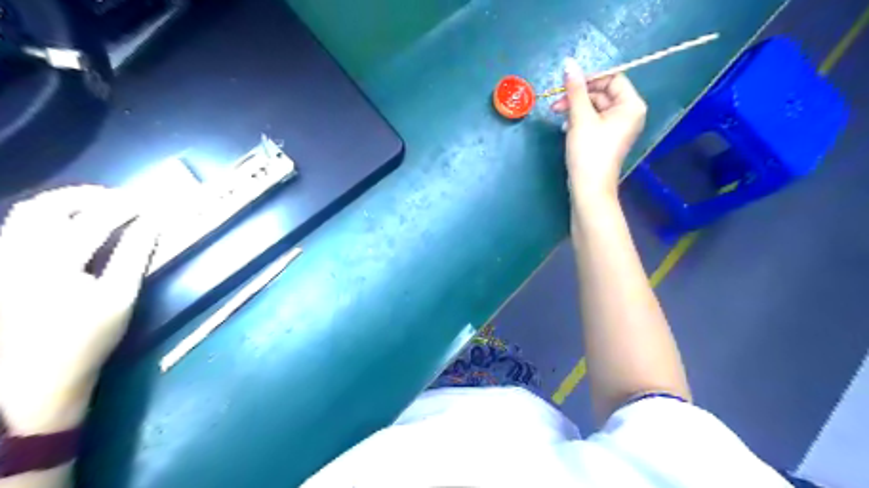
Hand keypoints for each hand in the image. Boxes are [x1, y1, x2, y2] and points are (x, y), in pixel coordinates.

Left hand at [0, 187, 156, 433]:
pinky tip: (70, 226)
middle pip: (49, 205)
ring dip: (65, 202)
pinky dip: (48, 217)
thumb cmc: (86, 340)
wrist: (32, 379)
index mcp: (55, 264)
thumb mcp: (121, 298)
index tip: (148, 204)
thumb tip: (152, 223)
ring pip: (26, 212)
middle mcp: (19, 254)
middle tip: (120, 199)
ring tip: (97, 207)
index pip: (95, 219)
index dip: (125, 206)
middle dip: (88, 195)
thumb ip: (135, 255)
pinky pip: (17, 227)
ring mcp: (3, 260)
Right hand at [549, 57, 644, 200]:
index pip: (613, 78)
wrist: (589, 188)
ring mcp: (618, 127)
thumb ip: (575, 89)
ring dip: (575, 108)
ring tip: (558, 115)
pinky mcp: (607, 138)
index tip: (567, 83)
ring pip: (595, 107)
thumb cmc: (589, 151)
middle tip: (556, 102)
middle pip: (602, 93)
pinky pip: (594, 120)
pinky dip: (579, 120)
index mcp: (631, 105)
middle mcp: (628, 113)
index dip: (589, 78)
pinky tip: (566, 127)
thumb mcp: (580, 117)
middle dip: (578, 96)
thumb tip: (569, 62)